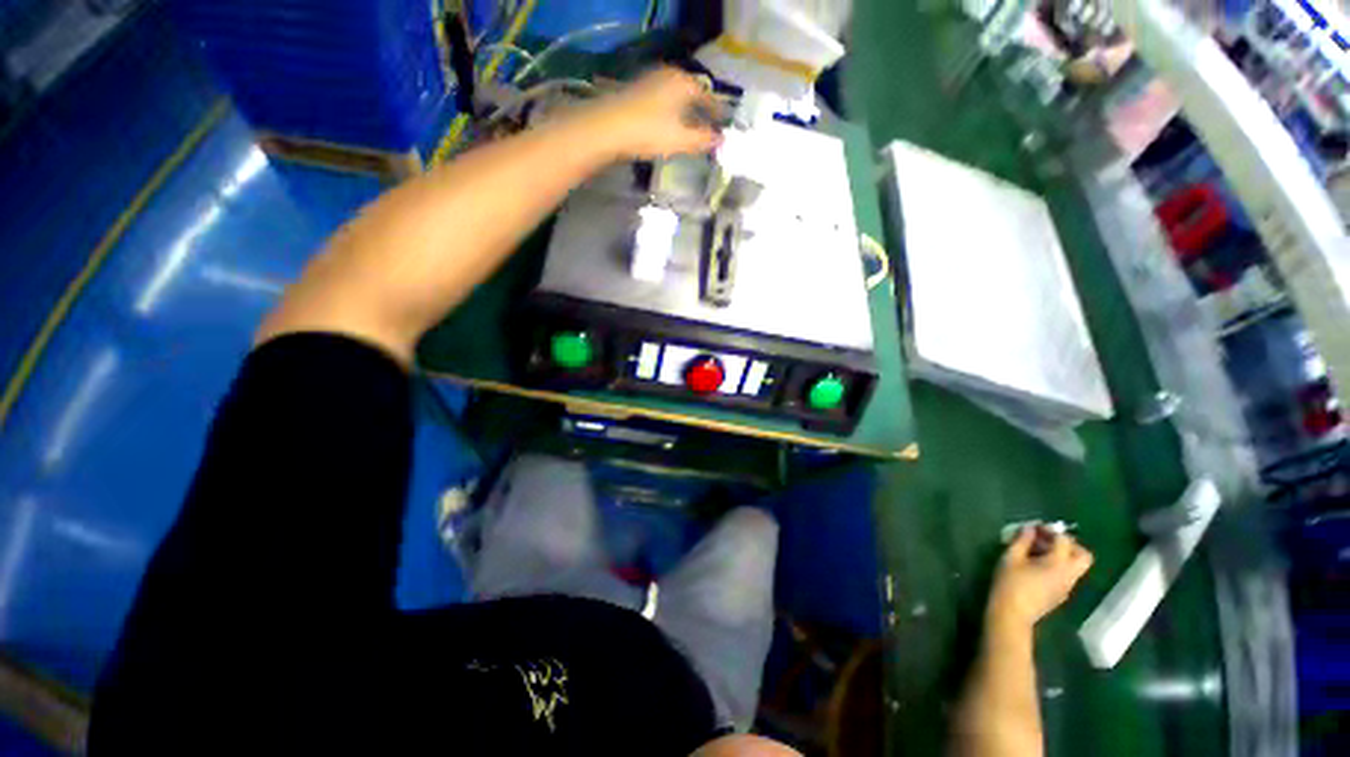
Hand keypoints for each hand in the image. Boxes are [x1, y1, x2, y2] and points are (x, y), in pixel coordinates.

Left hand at [583, 67, 723, 159]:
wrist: (608, 127)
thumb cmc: (649, 131)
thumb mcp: (680, 139)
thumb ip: (702, 140)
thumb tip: (721, 141)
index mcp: (684, 83)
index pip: (707, 97)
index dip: (716, 113)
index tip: (723, 125)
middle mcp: (669, 76)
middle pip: (691, 94)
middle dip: (700, 111)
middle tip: (708, 127)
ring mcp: (651, 81)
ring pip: (676, 97)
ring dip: (685, 112)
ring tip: (690, 129)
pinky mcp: (637, 92)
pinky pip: (662, 101)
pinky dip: (671, 112)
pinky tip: (669, 126)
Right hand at [986, 528, 1092, 635]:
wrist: (1012, 615)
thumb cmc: (1009, 583)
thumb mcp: (1010, 558)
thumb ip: (1021, 541)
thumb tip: (1029, 529)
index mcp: (1058, 564)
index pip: (1064, 541)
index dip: (1050, 531)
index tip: (1035, 527)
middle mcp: (1069, 575)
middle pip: (1083, 555)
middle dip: (1068, 544)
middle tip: (1047, 540)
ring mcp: (1067, 587)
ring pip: (1076, 566)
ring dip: (1063, 555)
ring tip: (1038, 552)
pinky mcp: (1061, 594)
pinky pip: (1067, 574)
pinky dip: (1058, 565)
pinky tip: (1037, 566)